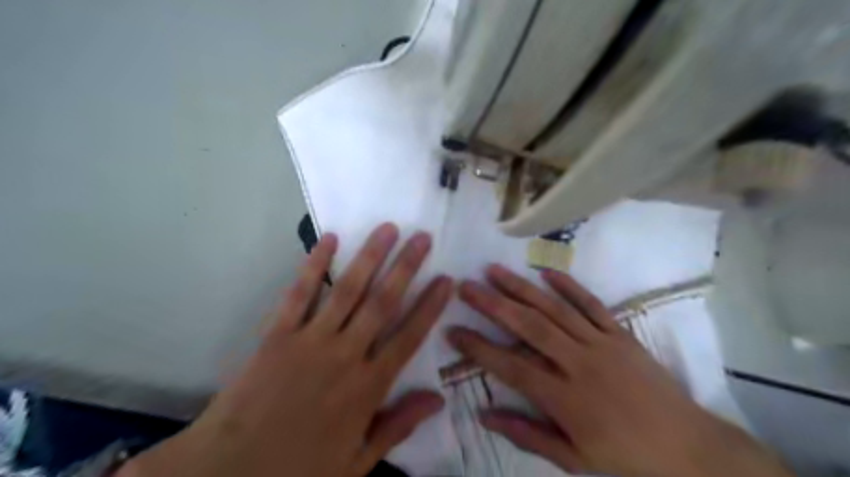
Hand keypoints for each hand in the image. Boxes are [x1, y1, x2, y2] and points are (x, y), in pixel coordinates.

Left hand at [119, 225, 454, 476]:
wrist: (227, 473)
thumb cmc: (298, 469)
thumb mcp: (357, 461)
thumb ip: (398, 426)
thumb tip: (438, 400)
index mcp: (367, 387)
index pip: (409, 337)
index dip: (430, 306)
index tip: (446, 280)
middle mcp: (345, 355)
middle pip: (383, 303)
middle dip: (406, 267)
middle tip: (423, 238)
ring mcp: (310, 340)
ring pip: (348, 290)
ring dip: (370, 256)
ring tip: (388, 228)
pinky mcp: (277, 334)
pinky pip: (300, 293)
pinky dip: (315, 264)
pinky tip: (330, 239)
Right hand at [447, 264, 793, 476]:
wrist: (690, 448)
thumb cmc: (627, 458)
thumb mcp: (573, 459)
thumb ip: (526, 434)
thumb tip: (485, 414)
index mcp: (565, 399)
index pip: (510, 366)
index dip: (478, 348)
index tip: (453, 331)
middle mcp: (579, 363)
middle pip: (528, 327)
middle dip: (493, 304)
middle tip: (466, 286)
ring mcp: (601, 343)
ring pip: (554, 309)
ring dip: (521, 288)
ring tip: (494, 270)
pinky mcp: (620, 333)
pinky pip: (591, 304)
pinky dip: (568, 286)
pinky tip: (545, 273)